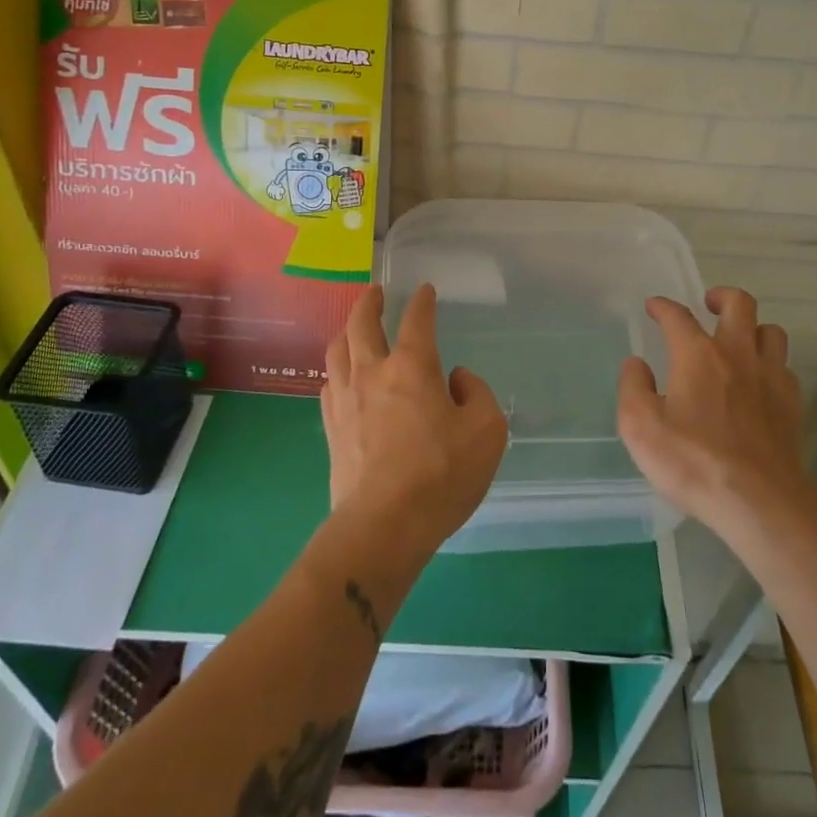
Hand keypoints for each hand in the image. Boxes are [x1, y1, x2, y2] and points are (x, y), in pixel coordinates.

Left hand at [321, 284, 507, 564]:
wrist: (383, 526)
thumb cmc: (441, 475)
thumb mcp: (487, 432)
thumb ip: (476, 394)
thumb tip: (456, 379)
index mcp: (413, 367)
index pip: (416, 320)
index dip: (422, 301)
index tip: (425, 290)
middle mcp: (373, 372)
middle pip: (361, 323)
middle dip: (370, 302)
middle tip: (376, 292)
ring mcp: (346, 400)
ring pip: (337, 350)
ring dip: (346, 331)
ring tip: (353, 328)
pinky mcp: (331, 429)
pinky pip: (328, 384)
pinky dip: (337, 370)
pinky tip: (342, 376)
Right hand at [617, 287, 807, 538]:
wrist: (760, 502)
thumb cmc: (693, 462)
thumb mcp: (640, 428)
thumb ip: (633, 389)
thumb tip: (636, 365)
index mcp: (697, 354)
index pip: (677, 316)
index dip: (662, 307)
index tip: (654, 307)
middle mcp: (737, 354)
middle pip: (739, 304)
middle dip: (722, 297)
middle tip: (709, 306)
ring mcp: (770, 377)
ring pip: (771, 331)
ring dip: (753, 329)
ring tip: (739, 341)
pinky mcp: (792, 404)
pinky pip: (784, 368)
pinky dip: (770, 365)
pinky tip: (760, 383)